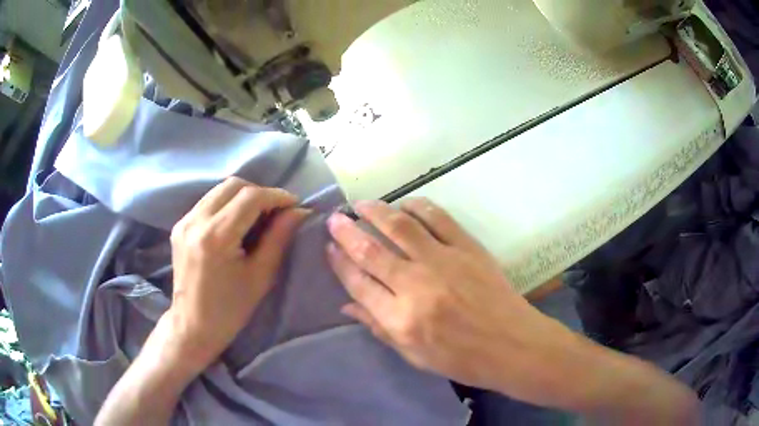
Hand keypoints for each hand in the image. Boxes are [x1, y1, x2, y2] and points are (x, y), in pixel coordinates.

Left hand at [168, 177, 308, 368]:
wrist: (192, 325)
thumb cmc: (230, 309)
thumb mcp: (260, 276)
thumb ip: (279, 238)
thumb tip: (298, 211)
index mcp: (216, 237)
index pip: (250, 197)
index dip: (277, 196)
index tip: (294, 205)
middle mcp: (196, 221)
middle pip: (233, 185)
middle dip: (260, 192)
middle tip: (276, 210)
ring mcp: (184, 221)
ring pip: (219, 190)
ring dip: (243, 195)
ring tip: (259, 214)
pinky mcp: (180, 226)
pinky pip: (208, 202)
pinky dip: (227, 204)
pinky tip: (236, 222)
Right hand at [326, 199, 696, 419]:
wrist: (513, 346)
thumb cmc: (463, 359)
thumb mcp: (414, 354)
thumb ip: (378, 326)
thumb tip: (348, 303)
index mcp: (401, 319)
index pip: (358, 283)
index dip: (339, 263)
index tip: (329, 248)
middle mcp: (417, 287)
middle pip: (372, 251)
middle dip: (348, 232)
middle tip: (335, 218)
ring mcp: (444, 262)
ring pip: (400, 227)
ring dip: (377, 212)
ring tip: (362, 204)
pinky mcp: (468, 248)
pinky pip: (438, 218)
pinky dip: (418, 206)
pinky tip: (405, 203)